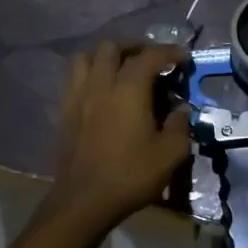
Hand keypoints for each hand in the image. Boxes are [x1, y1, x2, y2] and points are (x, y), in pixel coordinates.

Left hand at [44, 42, 191, 231]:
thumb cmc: (130, 175)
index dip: (169, 52)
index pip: (150, 56)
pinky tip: (101, 92)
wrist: (84, 200)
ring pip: (86, 57)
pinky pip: (74, 79)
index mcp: (129, 88)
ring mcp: (77, 95)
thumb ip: (180, 124)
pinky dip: (90, 75)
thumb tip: (180, 109)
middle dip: (134, 47)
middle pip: (112, 47)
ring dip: (105, 57)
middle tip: (150, 60)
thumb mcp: (171, 153)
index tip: (183, 58)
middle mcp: (100, 83)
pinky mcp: (64, 111)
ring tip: (121, 70)